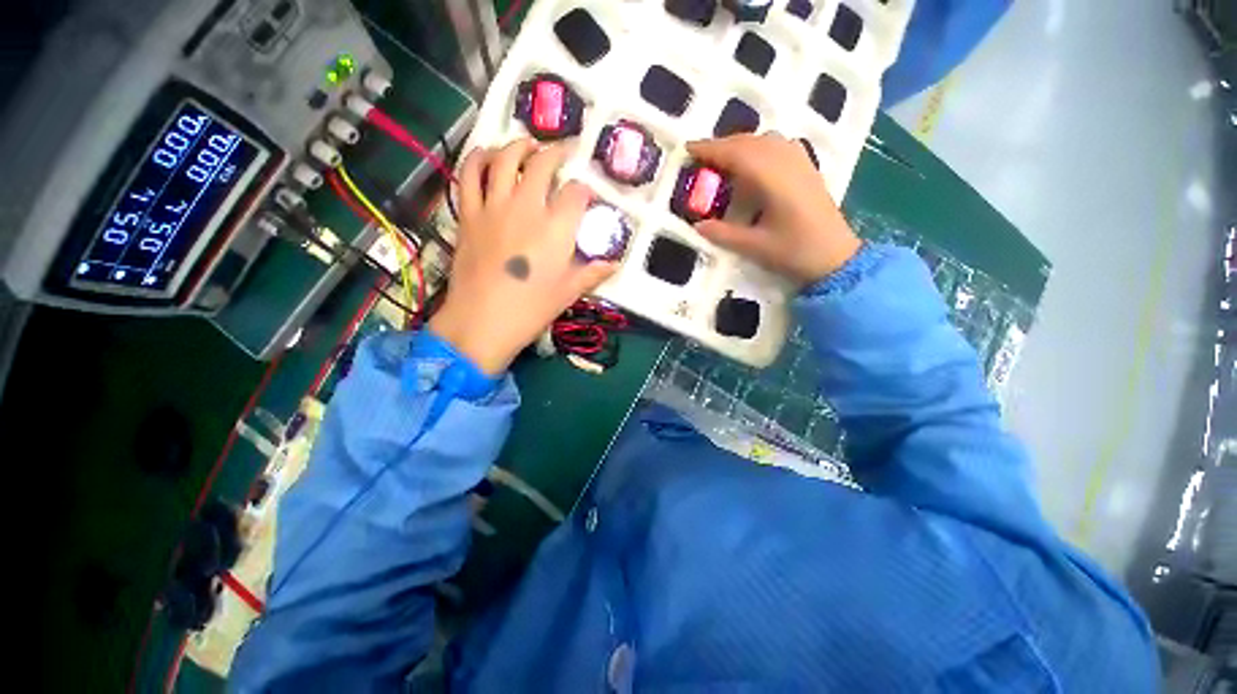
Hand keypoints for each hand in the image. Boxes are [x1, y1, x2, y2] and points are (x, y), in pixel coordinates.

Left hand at [428, 138, 616, 374]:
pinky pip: (469, 175)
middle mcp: (526, 207)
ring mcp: (494, 207)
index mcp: (556, 228)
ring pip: (504, 159)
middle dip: (556, 152)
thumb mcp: (568, 292)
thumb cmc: (531, 309)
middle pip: (541, 164)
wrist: (481, 321)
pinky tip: (487, 154)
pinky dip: (478, 158)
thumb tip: (614, 264)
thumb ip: (592, 273)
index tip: (586, 196)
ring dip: (518, 145)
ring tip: (528, 144)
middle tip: (563, 152)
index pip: (575, 194)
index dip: (584, 190)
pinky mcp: (469, 214)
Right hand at [687, 133, 861, 284]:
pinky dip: (757, 148)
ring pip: (765, 139)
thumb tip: (697, 225)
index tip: (688, 149)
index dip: (710, 149)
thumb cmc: (795, 252)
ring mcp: (800, 162)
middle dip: (722, 145)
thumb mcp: (754, 246)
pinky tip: (751, 165)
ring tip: (722, 161)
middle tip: (700, 159)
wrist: (836, 257)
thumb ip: (723, 233)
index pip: (736, 153)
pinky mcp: (807, 168)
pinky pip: (778, 145)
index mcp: (773, 178)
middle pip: (750, 141)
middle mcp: (787, 161)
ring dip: (740, 145)